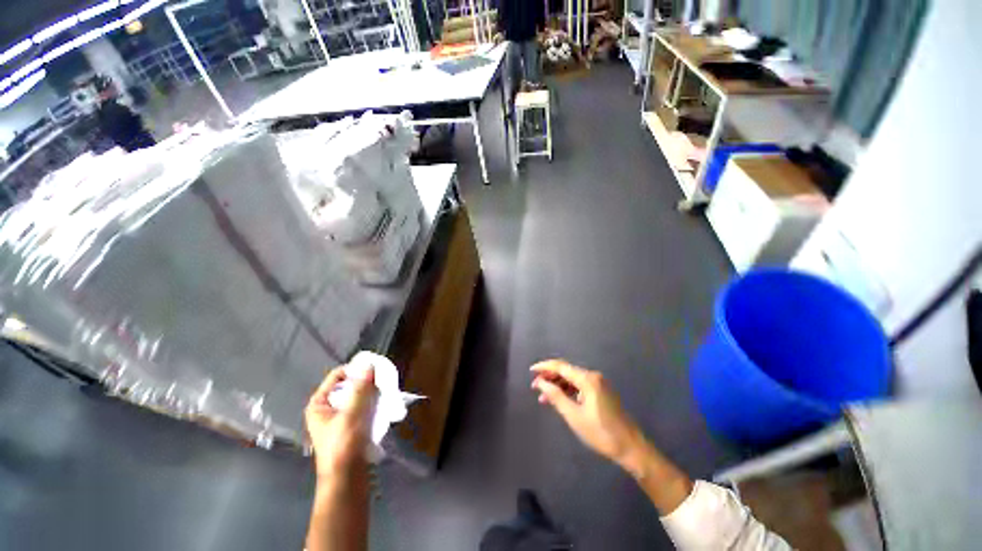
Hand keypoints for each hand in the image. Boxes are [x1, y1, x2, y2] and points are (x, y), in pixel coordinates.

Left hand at [305, 366, 376, 476]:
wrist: (346, 480)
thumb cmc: (343, 446)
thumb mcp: (351, 415)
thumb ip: (360, 389)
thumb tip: (368, 365)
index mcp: (319, 404)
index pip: (337, 376)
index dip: (354, 370)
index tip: (373, 369)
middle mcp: (327, 409)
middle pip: (348, 386)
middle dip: (365, 382)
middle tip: (381, 381)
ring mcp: (339, 419)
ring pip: (357, 397)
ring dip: (370, 393)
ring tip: (384, 392)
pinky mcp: (351, 427)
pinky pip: (362, 407)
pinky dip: (372, 404)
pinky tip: (383, 404)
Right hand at [531, 360, 643, 468]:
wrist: (631, 448)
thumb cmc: (601, 433)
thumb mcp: (574, 416)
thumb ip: (556, 396)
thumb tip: (540, 383)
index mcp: (587, 379)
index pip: (561, 366)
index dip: (544, 367)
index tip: (530, 371)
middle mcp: (593, 376)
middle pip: (566, 371)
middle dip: (549, 377)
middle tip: (534, 386)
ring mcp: (598, 383)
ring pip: (572, 379)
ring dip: (557, 385)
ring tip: (543, 396)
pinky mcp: (601, 391)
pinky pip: (579, 385)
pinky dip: (567, 390)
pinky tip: (558, 399)